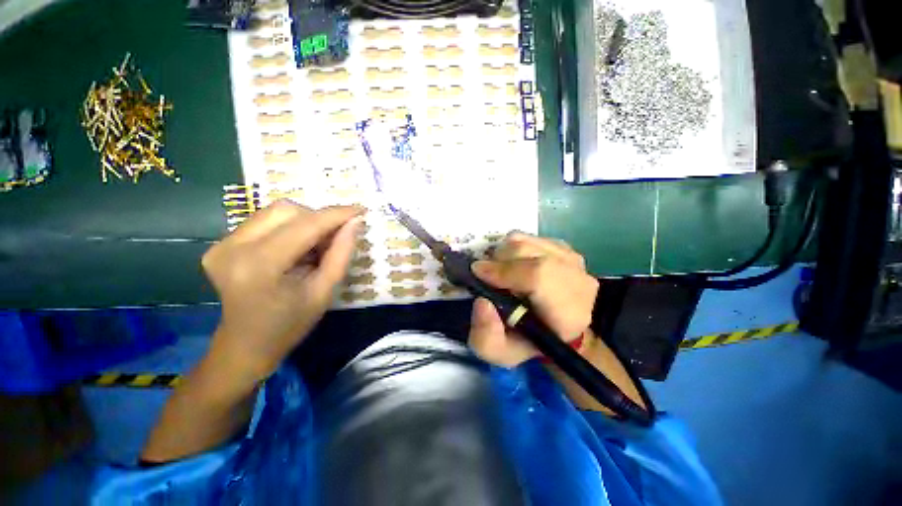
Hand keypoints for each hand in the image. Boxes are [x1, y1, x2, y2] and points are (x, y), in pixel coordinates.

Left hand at [202, 200, 364, 380]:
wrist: (246, 345)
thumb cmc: (290, 324)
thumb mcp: (324, 291)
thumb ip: (341, 253)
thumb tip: (355, 222)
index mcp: (260, 266)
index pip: (305, 225)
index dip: (336, 214)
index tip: (360, 210)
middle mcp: (233, 248)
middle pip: (287, 210)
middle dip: (318, 219)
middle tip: (334, 239)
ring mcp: (222, 244)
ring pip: (275, 212)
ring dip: (304, 223)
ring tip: (314, 247)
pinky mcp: (220, 244)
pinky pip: (264, 222)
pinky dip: (288, 229)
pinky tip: (295, 249)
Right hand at [468, 232, 598, 366]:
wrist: (560, 329)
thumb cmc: (530, 343)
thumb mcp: (503, 353)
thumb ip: (486, 337)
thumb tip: (481, 302)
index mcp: (566, 311)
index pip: (537, 277)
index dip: (502, 271)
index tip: (477, 273)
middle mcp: (575, 278)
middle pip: (525, 250)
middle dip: (497, 260)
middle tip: (488, 275)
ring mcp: (571, 258)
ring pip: (524, 240)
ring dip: (504, 253)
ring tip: (502, 271)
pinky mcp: (564, 248)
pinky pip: (529, 237)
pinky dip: (514, 248)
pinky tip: (516, 265)